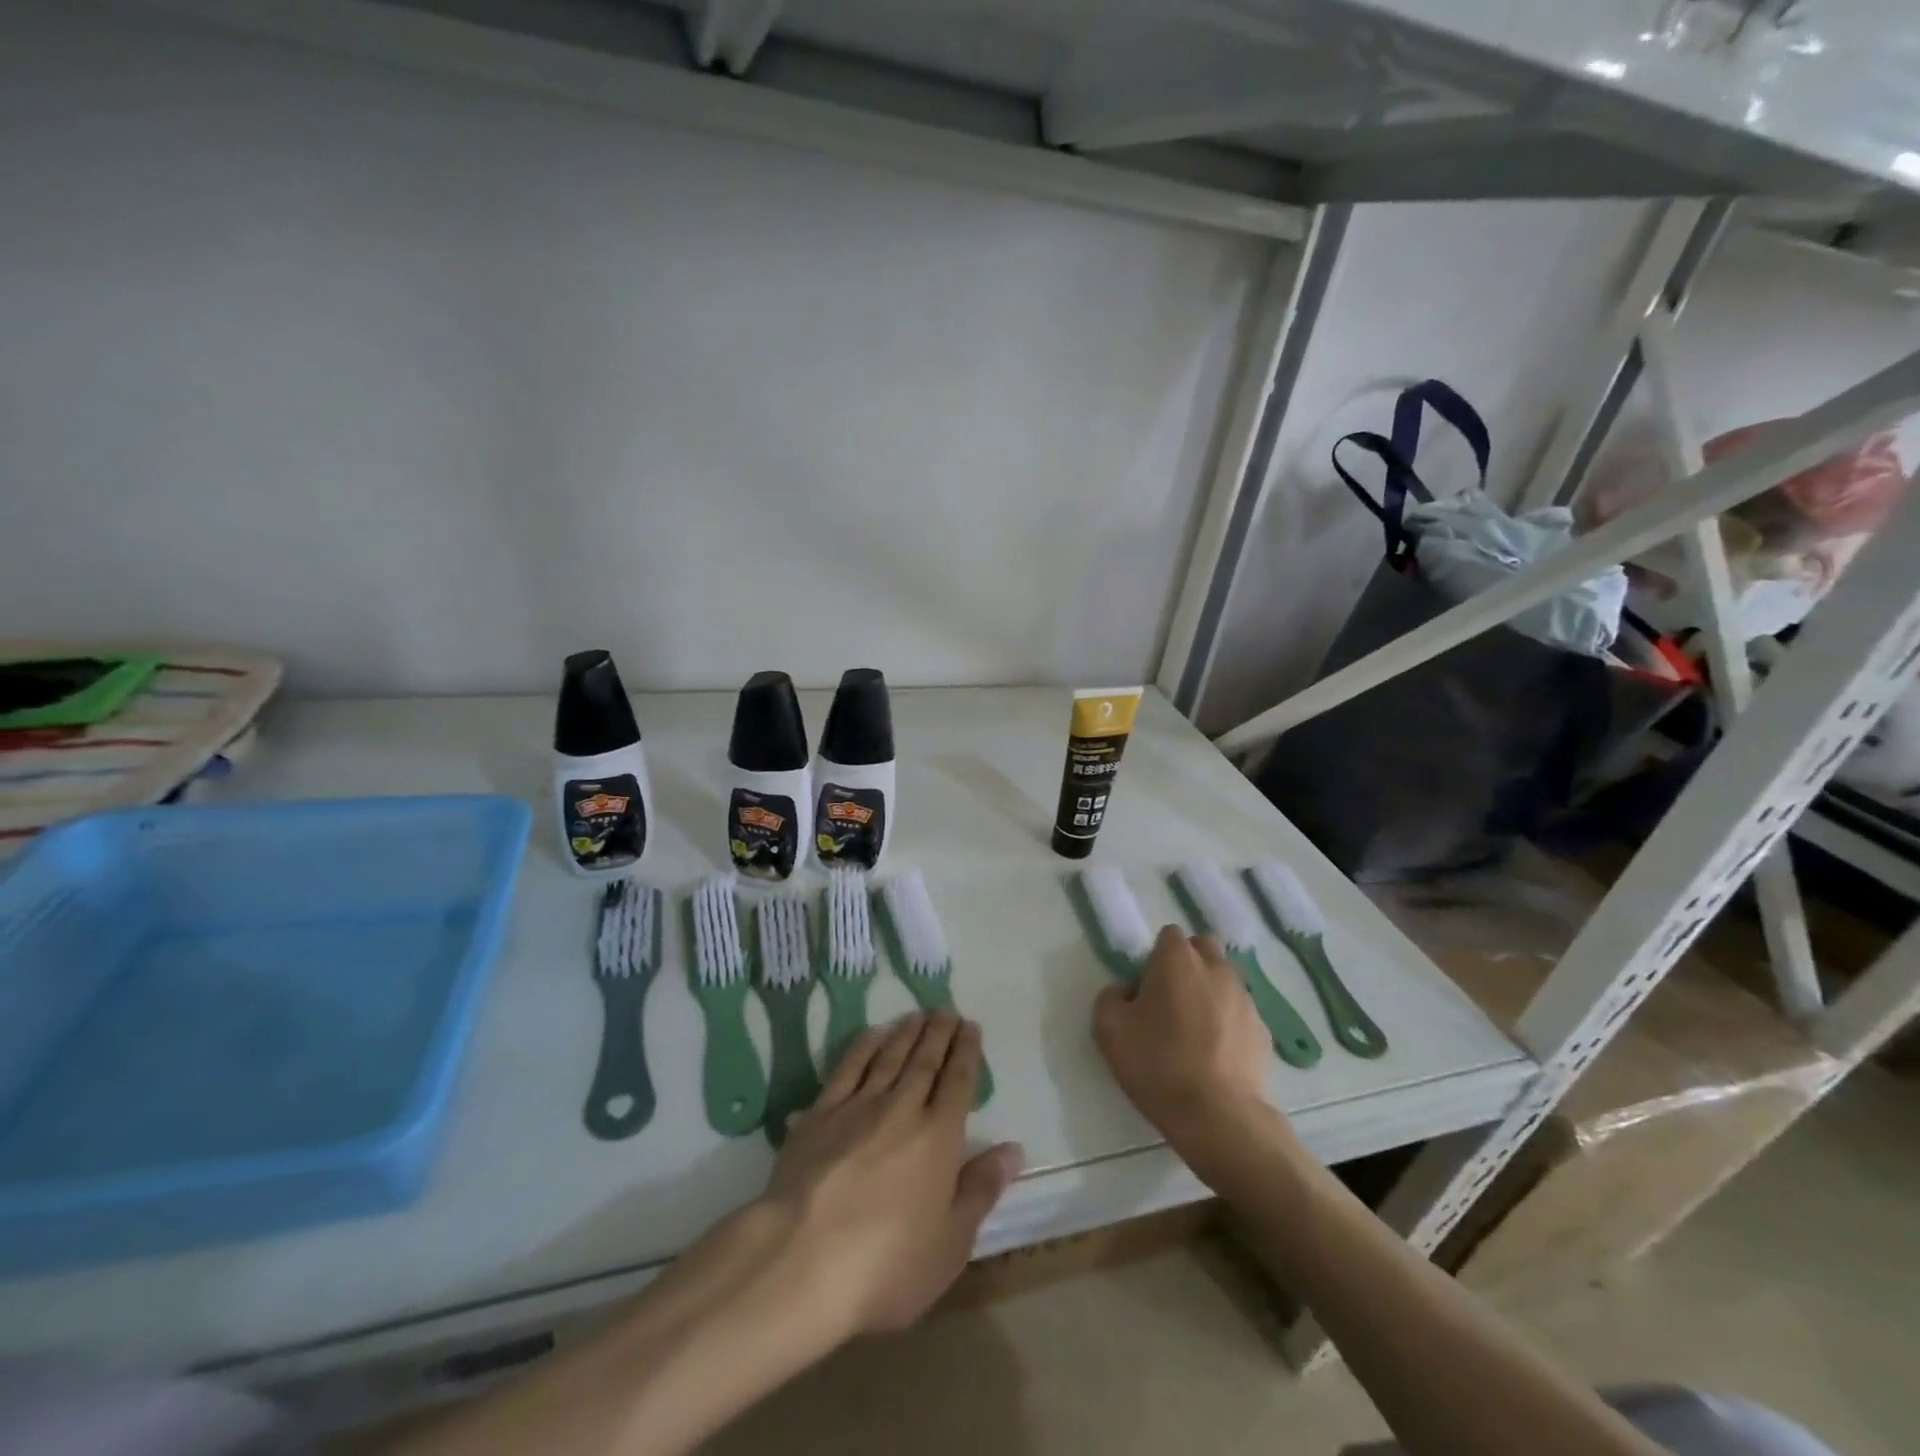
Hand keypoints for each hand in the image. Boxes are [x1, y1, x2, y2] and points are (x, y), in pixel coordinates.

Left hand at [761, 1012, 1022, 1336]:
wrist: (802, 1260)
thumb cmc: (887, 1264)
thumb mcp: (950, 1243)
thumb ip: (981, 1189)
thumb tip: (1013, 1148)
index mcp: (938, 1137)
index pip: (958, 1082)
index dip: (966, 1052)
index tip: (970, 1026)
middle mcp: (902, 1110)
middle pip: (924, 1061)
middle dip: (938, 1033)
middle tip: (946, 1009)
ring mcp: (857, 1108)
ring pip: (888, 1058)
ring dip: (905, 1033)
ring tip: (916, 1015)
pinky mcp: (819, 1115)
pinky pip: (847, 1069)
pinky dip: (863, 1047)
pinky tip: (871, 1035)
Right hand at [1093, 926, 1273, 1145]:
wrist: (1218, 1116)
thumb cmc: (1158, 1064)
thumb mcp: (1108, 1029)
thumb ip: (1111, 997)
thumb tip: (1127, 992)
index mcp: (1178, 959)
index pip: (1168, 936)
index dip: (1155, 958)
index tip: (1146, 989)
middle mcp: (1216, 968)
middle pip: (1202, 949)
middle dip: (1188, 964)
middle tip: (1170, 1001)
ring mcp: (1245, 998)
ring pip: (1224, 979)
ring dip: (1209, 992)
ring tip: (1194, 1031)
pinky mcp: (1263, 1029)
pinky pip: (1239, 1012)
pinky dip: (1228, 1022)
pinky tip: (1215, 1054)